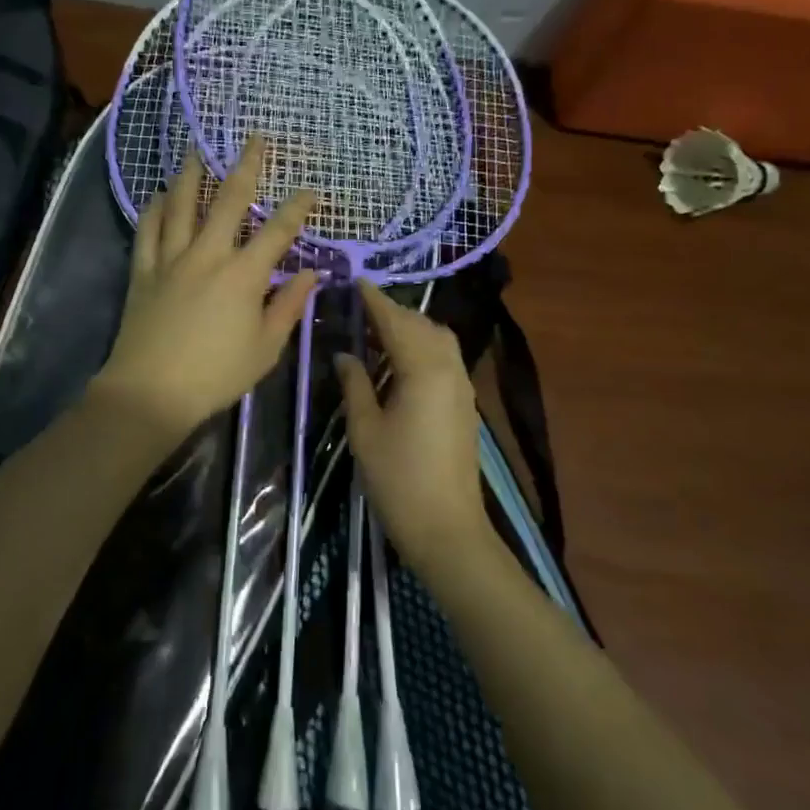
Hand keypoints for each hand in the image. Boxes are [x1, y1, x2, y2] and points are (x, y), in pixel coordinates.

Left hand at [93, 138, 317, 441]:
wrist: (150, 392)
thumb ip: (288, 306)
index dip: (298, 207)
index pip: (278, 231)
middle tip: (256, 138)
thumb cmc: (216, 375)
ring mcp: (171, 259)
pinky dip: (155, 207)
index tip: (311, 190)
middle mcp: (208, 254)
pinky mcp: (143, 271)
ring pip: (183, 204)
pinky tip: (159, 193)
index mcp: (244, 275)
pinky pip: (147, 230)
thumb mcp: (266, 348)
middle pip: (230, 200)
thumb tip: (310, 274)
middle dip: (247, 166)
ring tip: (198, 149)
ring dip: (194, 173)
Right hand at [335, 279, 485, 565]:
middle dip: (392, 312)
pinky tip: (399, 361)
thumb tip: (345, 354)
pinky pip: (444, 358)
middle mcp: (449, 368)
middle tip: (359, 308)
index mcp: (423, 369)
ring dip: (409, 328)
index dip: (374, 300)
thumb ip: (355, 384)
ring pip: (437, 339)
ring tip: (376, 331)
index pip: (395, 321)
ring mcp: (462, 385)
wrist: (448, 528)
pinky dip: (421, 347)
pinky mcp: (465, 403)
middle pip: (421, 325)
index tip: (354, 281)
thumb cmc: (399, 479)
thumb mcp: (365, 430)